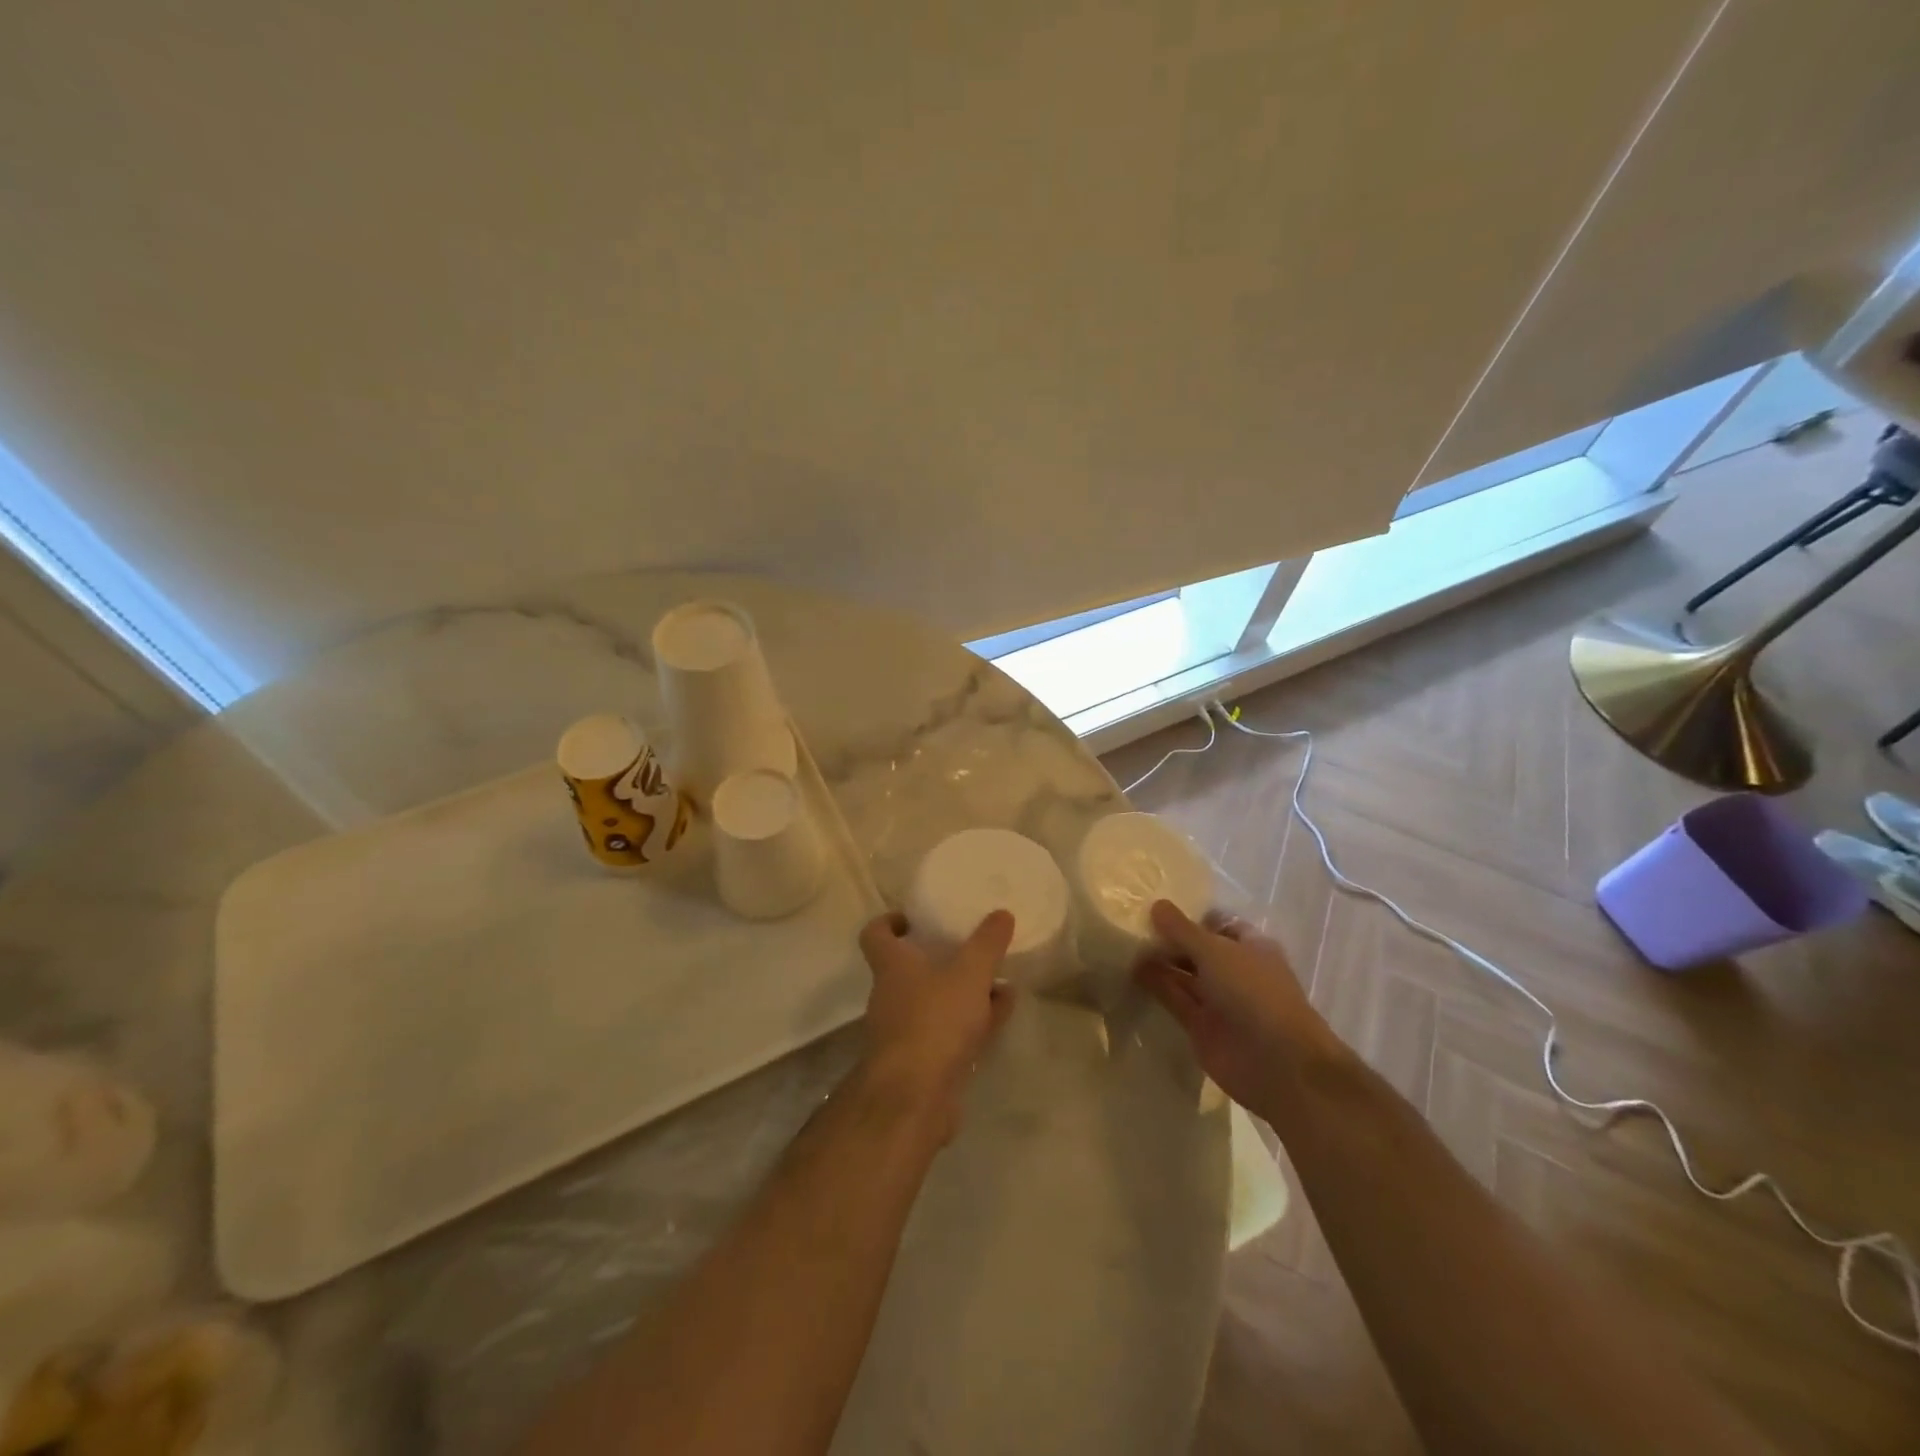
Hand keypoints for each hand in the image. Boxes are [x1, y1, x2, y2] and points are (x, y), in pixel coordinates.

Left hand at [857, 911, 1015, 1141]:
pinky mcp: (925, 1062)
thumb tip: (1001, 913)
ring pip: (935, 1001)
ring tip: (997, 978)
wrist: (914, 1098)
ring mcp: (906, 1032)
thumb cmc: (934, 1021)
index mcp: (892, 967)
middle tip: (967, 946)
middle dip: (937, 958)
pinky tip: (1003, 1012)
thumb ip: (986, 943)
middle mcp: (892, 996)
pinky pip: (951, 1031)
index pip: (875, 935)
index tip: (912, 918)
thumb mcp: (969, 973)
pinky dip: (974, 1019)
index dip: (889, 922)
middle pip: (909, 970)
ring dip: (962, 990)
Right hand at [1133, 900, 1347, 1123]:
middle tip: (1130, 926)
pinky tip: (1130, 973)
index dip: (1190, 916)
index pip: (1217, 924)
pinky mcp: (1201, 1028)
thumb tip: (1156, 905)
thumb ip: (1182, 929)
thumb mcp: (1215, 951)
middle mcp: (1234, 971)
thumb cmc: (1253, 993)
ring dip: (1157, 963)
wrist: (1277, 1064)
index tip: (1155, 908)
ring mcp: (1218, 1001)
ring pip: (1183, 976)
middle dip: (1168, 940)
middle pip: (1196, 950)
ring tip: (1123, 947)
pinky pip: (1175, 1002)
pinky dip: (1156, 989)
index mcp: (1250, 947)